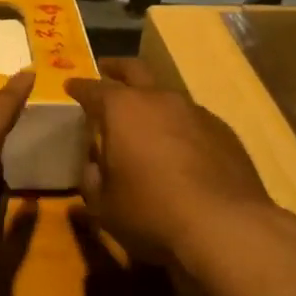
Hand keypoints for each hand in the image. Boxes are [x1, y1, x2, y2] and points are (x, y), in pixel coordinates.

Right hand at [66, 58, 274, 268]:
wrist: (225, 227)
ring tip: (146, 119)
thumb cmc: (151, 212)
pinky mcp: (224, 131)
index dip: (79, 88)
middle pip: (135, 70)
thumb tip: (93, 167)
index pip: (93, 89)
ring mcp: (195, 112)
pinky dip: (180, 126)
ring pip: (167, 94)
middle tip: (107, 69)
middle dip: (117, 68)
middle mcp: (159, 99)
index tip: (70, 86)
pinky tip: (181, 149)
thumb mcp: (104, 206)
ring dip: (153, 100)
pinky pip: (194, 120)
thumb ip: (92, 180)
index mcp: (122, 109)